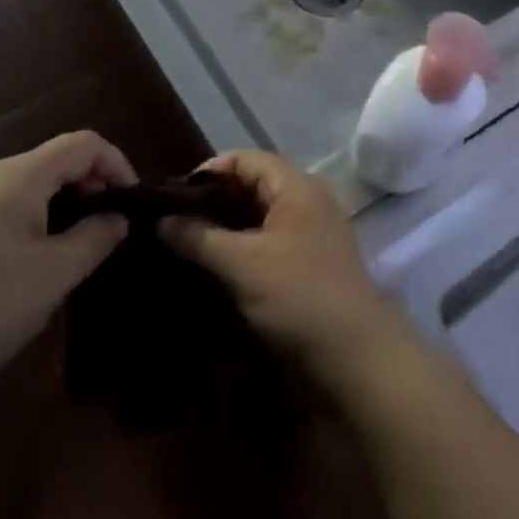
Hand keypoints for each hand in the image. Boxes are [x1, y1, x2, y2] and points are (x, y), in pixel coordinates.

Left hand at [0, 131, 134, 426]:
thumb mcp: (55, 276)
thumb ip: (95, 238)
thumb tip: (118, 218)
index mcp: (17, 176)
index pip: (82, 144)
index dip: (116, 163)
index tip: (131, 203)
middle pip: (52, 161)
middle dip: (89, 186)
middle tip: (107, 228)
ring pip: (25, 185)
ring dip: (59, 204)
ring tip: (73, 248)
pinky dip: (29, 219)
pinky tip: (26, 264)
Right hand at [160, 151, 406, 380]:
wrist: (357, 358)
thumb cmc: (300, 297)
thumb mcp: (244, 265)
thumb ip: (201, 238)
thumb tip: (161, 221)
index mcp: (297, 185)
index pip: (245, 160)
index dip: (208, 172)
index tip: (172, 198)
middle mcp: (306, 200)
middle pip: (252, 185)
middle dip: (213, 201)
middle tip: (173, 223)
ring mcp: (310, 232)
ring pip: (258, 216)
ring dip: (225, 227)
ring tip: (186, 244)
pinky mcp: (308, 263)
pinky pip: (267, 241)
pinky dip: (241, 247)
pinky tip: (214, 266)